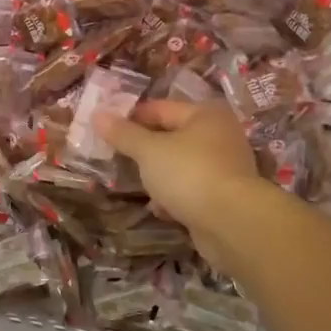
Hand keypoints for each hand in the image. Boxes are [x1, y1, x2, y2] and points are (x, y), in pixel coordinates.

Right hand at [96, 100, 264, 269]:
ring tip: (133, 183)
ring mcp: (225, 167)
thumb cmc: (189, 173)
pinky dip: (174, 196)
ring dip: (158, 174)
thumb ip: (123, 134)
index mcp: (204, 114)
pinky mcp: (224, 197)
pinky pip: (191, 189)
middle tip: (115, 157)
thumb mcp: (149, 151)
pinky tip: (158, 208)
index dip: (131, 117)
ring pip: (181, 165)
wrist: (233, 223)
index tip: (105, 130)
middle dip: (144, 148)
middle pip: (172, 136)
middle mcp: (219, 135)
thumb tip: (98, 115)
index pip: (159, 108)